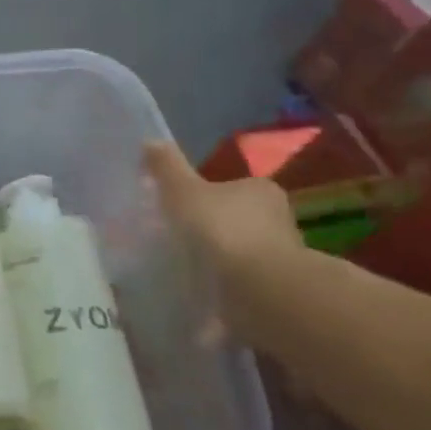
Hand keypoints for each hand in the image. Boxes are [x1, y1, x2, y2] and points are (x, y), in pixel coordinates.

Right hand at [143, 142, 298, 277]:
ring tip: (185, 268)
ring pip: (240, 249)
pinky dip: (224, 282)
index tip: (177, 209)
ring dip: (217, 257)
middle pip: (235, 217)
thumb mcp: (182, 191)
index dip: (201, 195)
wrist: (260, 287)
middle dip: (208, 227)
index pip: (228, 186)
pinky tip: (201, 289)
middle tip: (176, 238)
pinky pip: (242, 278)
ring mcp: (281, 254)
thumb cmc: (221, 228)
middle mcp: (278, 217)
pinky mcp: (277, 286)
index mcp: (260, 189)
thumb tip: (149, 140)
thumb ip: (167, 167)